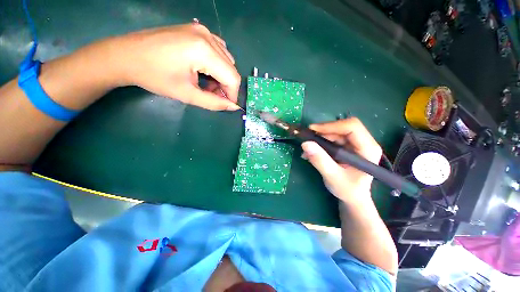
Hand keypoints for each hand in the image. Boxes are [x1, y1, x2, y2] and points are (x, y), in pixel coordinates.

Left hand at [113, 23, 240, 110]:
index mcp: (204, 51)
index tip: (226, 104)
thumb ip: (214, 103)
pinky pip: (218, 50)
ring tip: (207, 84)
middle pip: (231, 68)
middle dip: (226, 86)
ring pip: (226, 60)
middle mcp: (207, 36)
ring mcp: (202, 30)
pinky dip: (217, 64)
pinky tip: (205, 70)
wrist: (126, 55)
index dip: (232, 94)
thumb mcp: (187, 95)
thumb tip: (234, 107)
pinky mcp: (196, 30)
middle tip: (213, 95)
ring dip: (222, 76)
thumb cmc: (154, 77)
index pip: (233, 78)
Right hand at [301, 118, 381, 202]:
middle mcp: (363, 142)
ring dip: (319, 138)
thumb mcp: (333, 176)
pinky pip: (332, 138)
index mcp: (368, 149)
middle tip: (308, 139)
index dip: (332, 126)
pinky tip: (312, 152)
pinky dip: (320, 143)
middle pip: (342, 127)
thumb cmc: (348, 190)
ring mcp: (355, 144)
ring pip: (335, 132)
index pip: (352, 127)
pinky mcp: (346, 146)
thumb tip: (305, 144)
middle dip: (323, 132)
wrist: (352, 197)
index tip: (313, 130)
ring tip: (307, 150)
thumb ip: (320, 160)